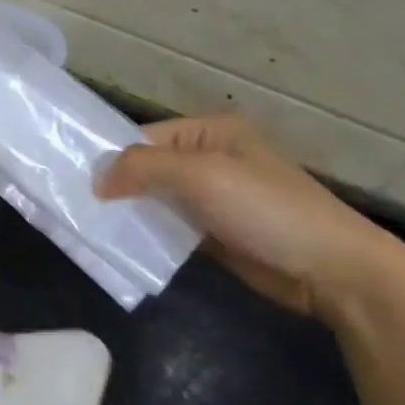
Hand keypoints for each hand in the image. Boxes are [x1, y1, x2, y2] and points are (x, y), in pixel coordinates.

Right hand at [97, 115, 404, 321]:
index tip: (72, 180)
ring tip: (87, 227)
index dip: (110, 157)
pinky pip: (168, 227)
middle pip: (146, 168)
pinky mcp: (213, 233)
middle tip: (72, 206)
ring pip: (154, 200)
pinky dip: (146, 234)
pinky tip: (119, 244)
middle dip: (114, 186)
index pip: (144, 137)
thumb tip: (97, 180)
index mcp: (209, 133)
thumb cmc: (267, 210)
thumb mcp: (201, 176)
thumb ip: (143, 168)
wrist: (332, 270)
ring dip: (128, 212)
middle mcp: (208, 160)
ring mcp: (212, 198)